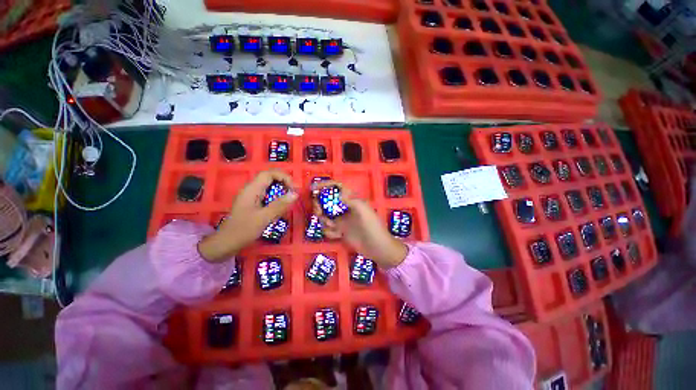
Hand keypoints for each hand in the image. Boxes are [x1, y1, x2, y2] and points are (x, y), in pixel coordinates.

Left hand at [198, 169, 297, 261]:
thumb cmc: (243, 230)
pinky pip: (268, 195)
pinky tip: (281, 207)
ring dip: (281, 191)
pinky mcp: (253, 203)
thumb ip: (279, 205)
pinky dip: (277, 198)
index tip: (294, 188)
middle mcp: (251, 189)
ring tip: (290, 201)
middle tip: (294, 193)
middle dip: (284, 183)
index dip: (283, 177)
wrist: (226, 243)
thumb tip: (295, 194)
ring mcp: (252, 196)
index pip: (269, 173)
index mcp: (252, 189)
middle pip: (270, 178)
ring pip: (270, 187)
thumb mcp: (264, 218)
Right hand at [313, 181, 407, 267]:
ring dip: (325, 221)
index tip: (313, 188)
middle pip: (327, 201)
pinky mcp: (341, 231)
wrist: (377, 248)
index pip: (337, 187)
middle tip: (319, 213)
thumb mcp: (364, 211)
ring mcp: (342, 219)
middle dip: (320, 206)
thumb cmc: (373, 227)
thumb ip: (352, 200)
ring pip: (325, 216)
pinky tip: (338, 235)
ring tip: (333, 227)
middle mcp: (345, 208)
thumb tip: (338, 193)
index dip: (325, 185)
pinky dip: (330, 232)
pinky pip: (328, 229)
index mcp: (352, 200)